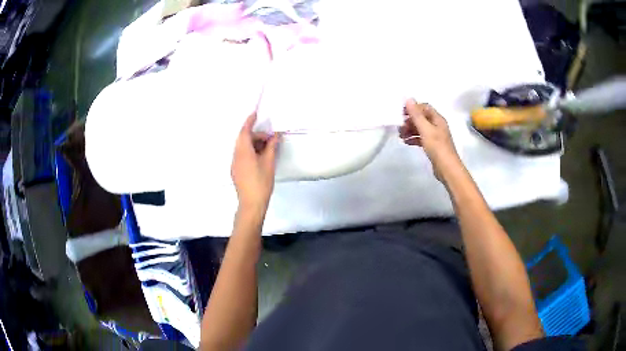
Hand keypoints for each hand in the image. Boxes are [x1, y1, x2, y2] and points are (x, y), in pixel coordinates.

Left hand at [231, 113, 279, 212]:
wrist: (251, 203)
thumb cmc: (261, 182)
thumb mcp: (269, 162)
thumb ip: (271, 147)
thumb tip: (275, 135)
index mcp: (243, 151)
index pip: (244, 131)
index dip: (249, 121)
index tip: (255, 114)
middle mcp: (236, 155)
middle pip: (244, 139)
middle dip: (257, 135)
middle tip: (271, 139)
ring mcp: (235, 164)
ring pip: (243, 148)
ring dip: (254, 144)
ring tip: (268, 148)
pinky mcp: (236, 171)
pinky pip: (242, 155)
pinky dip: (251, 152)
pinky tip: (261, 158)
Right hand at [399, 99, 461, 180]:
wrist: (447, 168)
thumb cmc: (437, 147)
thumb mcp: (425, 129)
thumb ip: (416, 115)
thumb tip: (409, 99)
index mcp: (437, 119)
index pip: (424, 107)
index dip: (413, 108)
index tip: (401, 114)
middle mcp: (437, 125)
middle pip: (421, 117)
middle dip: (410, 120)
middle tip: (400, 127)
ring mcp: (435, 136)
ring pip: (420, 128)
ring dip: (410, 130)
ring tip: (401, 136)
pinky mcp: (433, 146)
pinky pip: (421, 138)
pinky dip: (413, 138)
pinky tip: (406, 142)